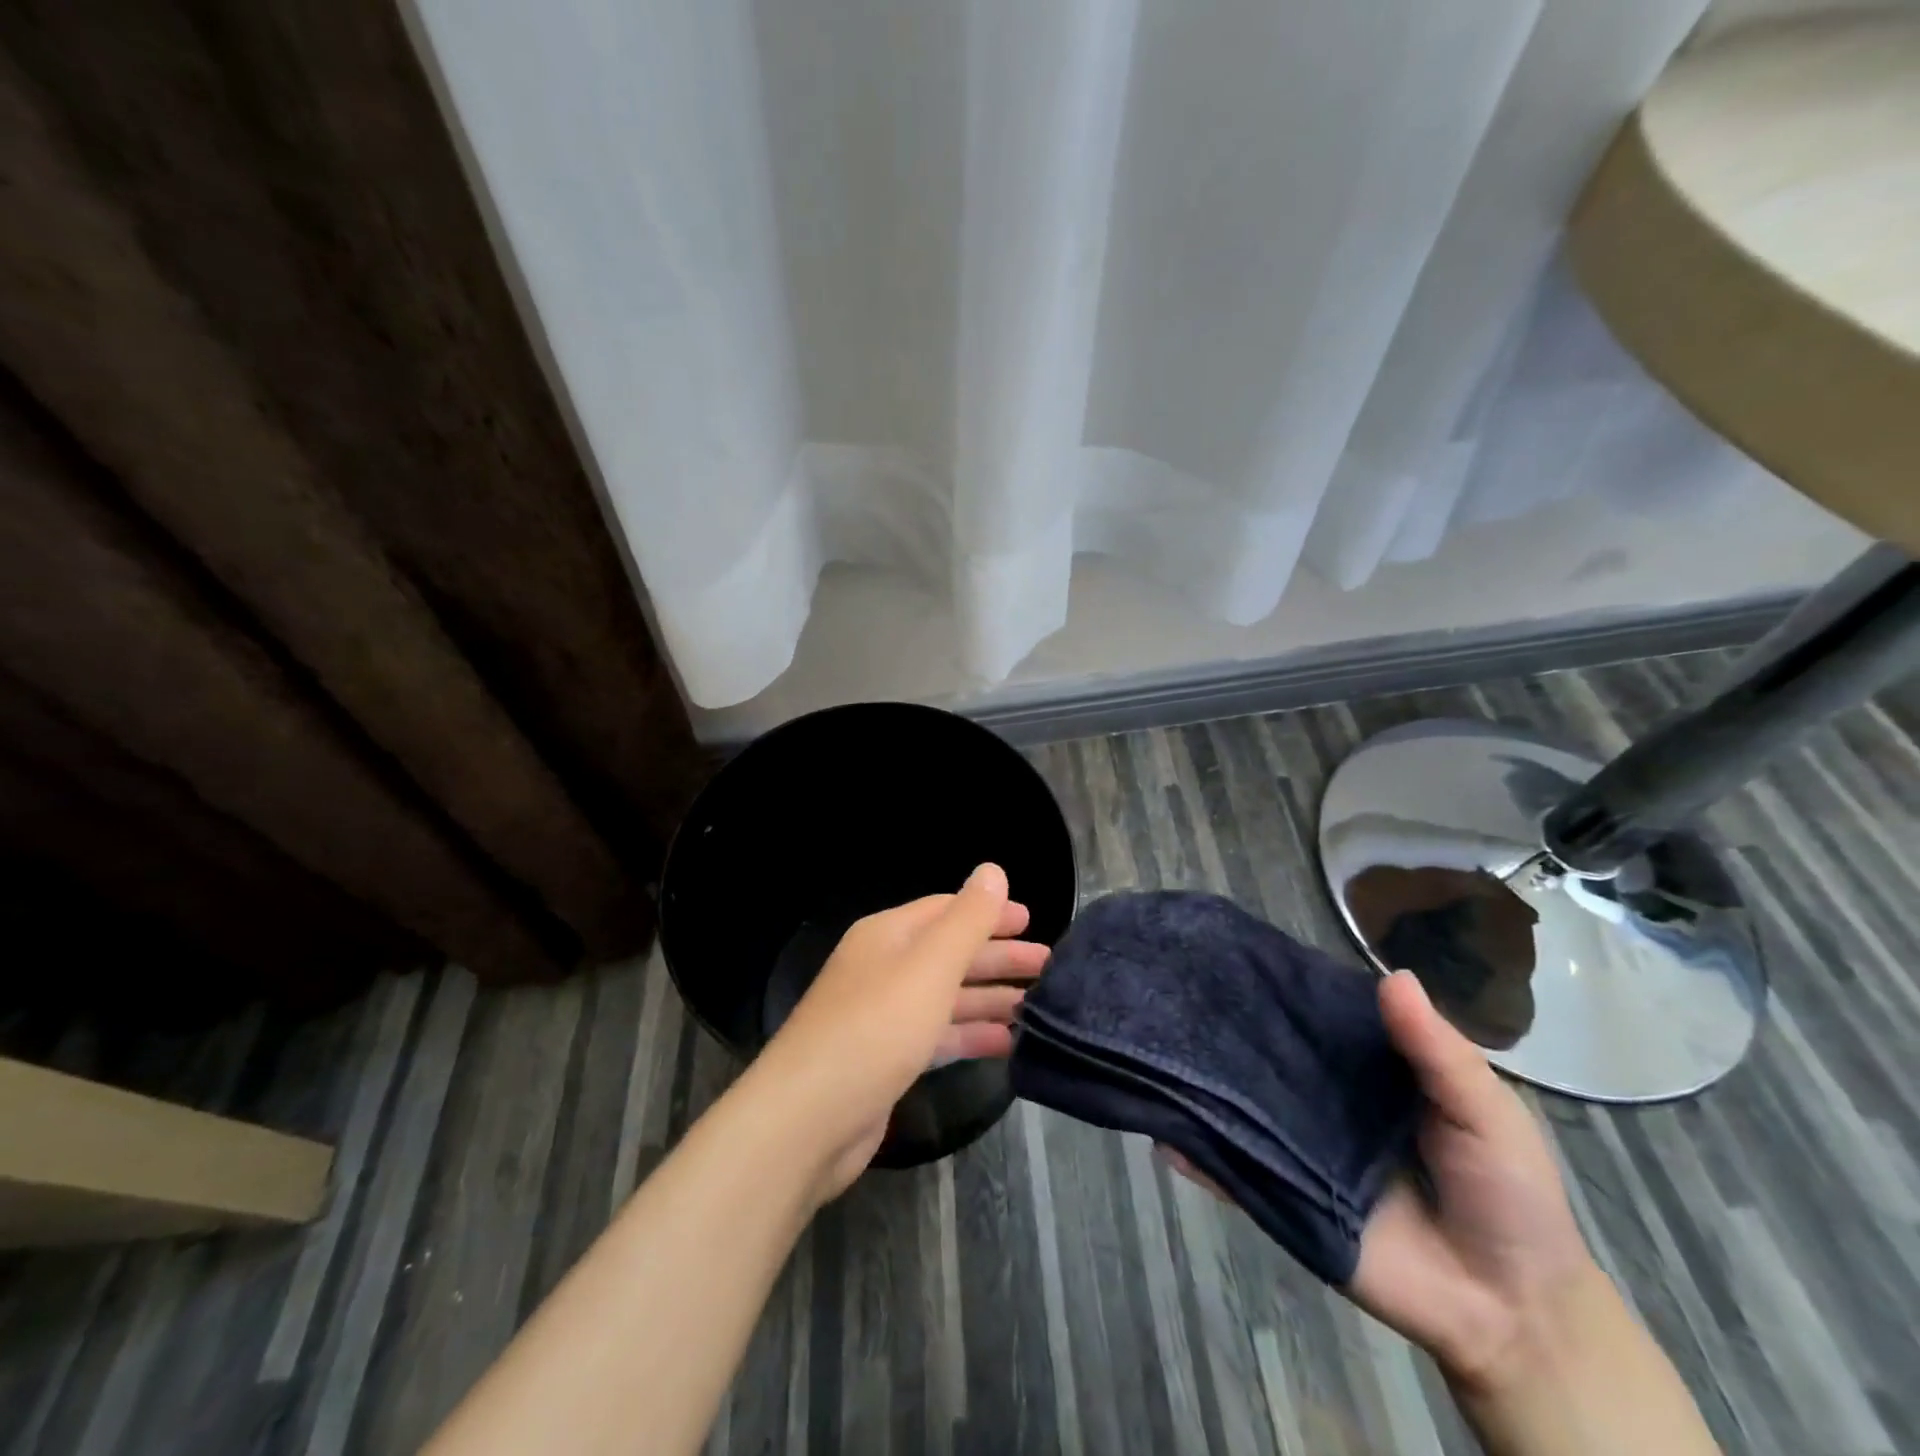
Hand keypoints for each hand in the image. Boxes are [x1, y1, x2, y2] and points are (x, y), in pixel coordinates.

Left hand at [752, 863, 1047, 1199]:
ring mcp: (883, 1016)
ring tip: (1038, 1006)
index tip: (1032, 921)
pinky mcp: (887, 1059)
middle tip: (1048, 967)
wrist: (807, 1120)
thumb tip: (992, 870)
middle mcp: (884, 968)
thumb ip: (967, 919)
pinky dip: (971, 1034)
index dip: (989, 912)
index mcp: (889, 935)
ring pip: (947, 996)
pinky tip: (1007, 1043)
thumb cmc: (875, 1029)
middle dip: (998, 957)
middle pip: (950, 953)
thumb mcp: (929, 966)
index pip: (946, 910)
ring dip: (990, 997)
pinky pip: (938, 1035)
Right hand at [1162, 969, 1595, 1389]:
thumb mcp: (1487, 1111)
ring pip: (1242, 1108)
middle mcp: (1319, 1098)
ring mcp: (1296, 1148)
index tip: (1231, 951)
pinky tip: (1161, 1132)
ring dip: (1203, 1085)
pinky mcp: (1285, 1199)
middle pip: (1266, 1056)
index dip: (1279, 987)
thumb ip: (1437, 1051)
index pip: (1311, 1016)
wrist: (1510, 1312)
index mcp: (1364, 1067)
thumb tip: (1393, 974)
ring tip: (1153, 1046)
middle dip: (1225, 1027)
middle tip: (1173, 990)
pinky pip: (1234, 1174)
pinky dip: (1197, 1157)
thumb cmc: (1507, 1193)